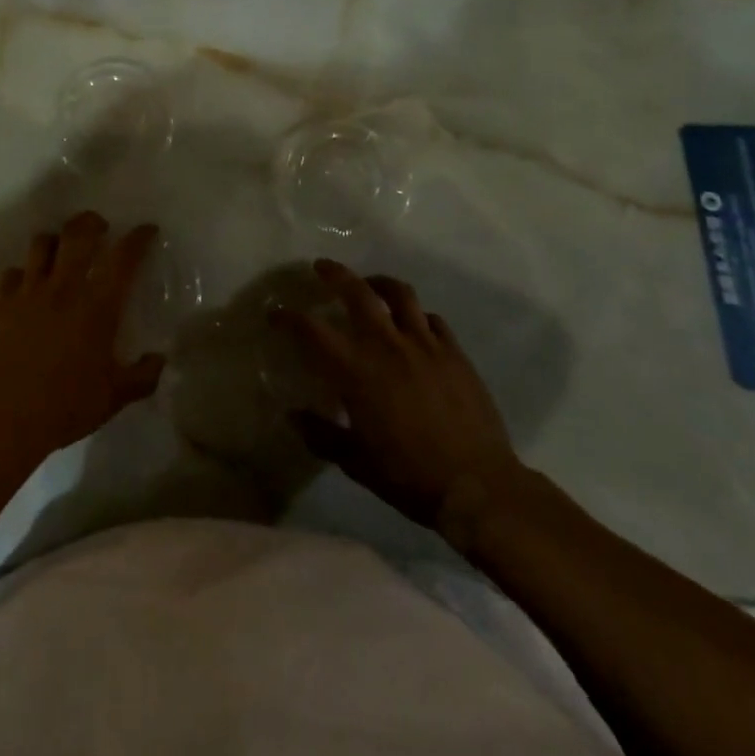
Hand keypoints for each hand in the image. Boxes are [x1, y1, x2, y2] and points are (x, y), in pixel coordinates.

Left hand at [0, 212, 165, 469]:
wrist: (4, 422)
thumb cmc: (65, 408)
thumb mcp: (114, 398)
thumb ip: (142, 376)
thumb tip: (160, 359)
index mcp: (97, 307)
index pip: (123, 258)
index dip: (138, 238)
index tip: (146, 230)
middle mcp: (63, 289)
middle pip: (78, 234)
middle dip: (92, 222)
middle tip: (99, 227)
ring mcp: (28, 293)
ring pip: (42, 244)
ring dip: (55, 241)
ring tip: (61, 250)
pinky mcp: (0, 304)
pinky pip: (12, 273)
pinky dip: (23, 273)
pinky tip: (27, 285)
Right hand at [276, 259, 526, 544]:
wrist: (478, 487)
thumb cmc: (409, 476)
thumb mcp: (355, 462)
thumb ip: (321, 434)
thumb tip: (293, 416)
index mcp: (356, 370)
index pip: (312, 331)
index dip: (289, 318)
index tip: (275, 314)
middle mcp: (387, 345)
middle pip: (358, 292)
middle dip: (335, 274)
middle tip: (322, 267)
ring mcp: (425, 345)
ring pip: (400, 294)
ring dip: (379, 283)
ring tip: (371, 284)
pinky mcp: (455, 353)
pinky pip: (433, 319)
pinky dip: (418, 315)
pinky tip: (415, 324)